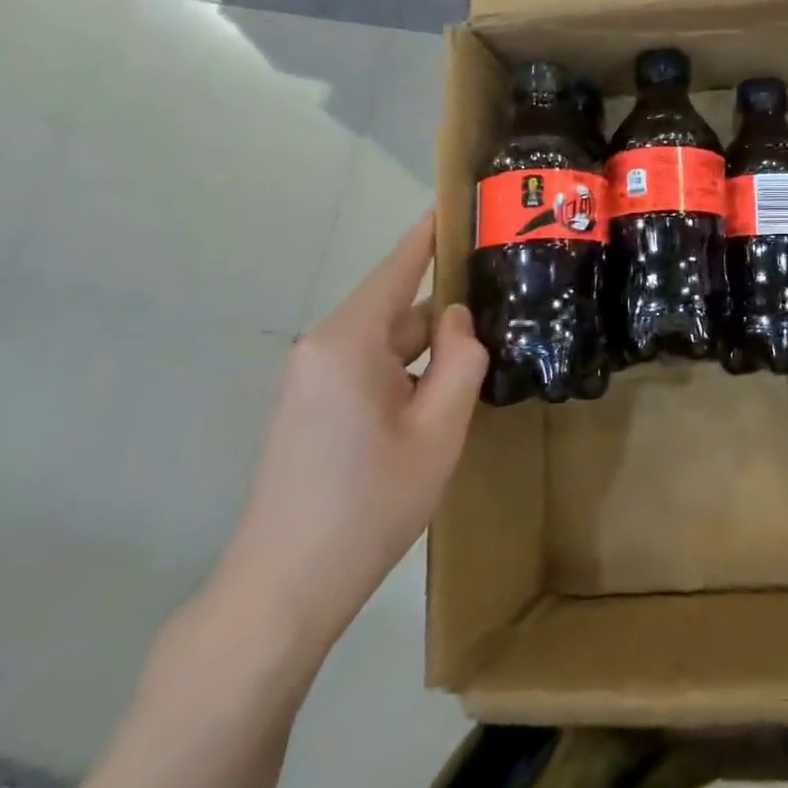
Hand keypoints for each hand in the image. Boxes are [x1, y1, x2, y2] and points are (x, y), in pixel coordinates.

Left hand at [212, 212, 486, 654]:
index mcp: (347, 343)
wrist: (286, 588)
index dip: (428, 233)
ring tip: (479, 361)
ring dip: (426, 352)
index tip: (454, 199)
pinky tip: (436, 400)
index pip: (396, 268)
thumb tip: (458, 318)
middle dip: (444, 314)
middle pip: (395, 311)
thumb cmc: (370, 504)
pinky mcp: (308, 408)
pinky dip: (403, 373)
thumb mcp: (438, 430)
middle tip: (501, 308)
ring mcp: (309, 380)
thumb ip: (460, 360)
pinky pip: (366, 370)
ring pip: (383, 344)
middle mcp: (320, 349)